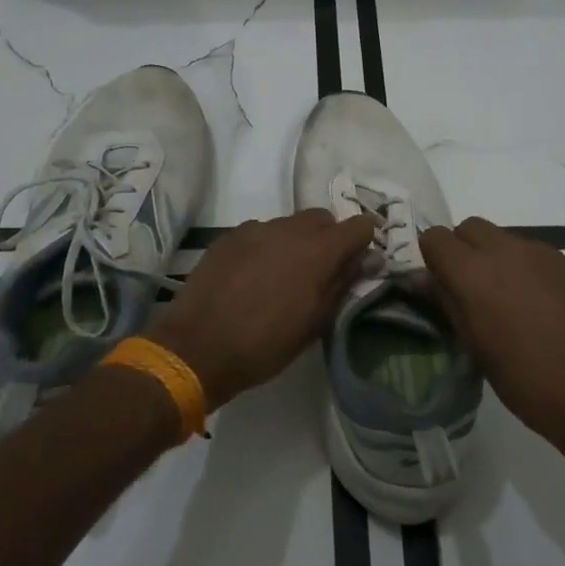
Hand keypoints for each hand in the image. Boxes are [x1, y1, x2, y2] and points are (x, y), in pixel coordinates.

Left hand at [147, 210, 376, 409]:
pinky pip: (259, 232)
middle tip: (321, 270)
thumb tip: (366, 259)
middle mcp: (289, 229)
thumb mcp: (315, 322)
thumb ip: (343, 283)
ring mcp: (256, 228)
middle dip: (329, 238)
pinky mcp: (229, 235)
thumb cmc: (265, 344)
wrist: (198, 347)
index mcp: (319, 250)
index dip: (364, 240)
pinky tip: (253, 275)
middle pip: (322, 218)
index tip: (360, 259)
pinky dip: (265, 246)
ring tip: (283, 275)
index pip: (358, 226)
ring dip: (295, 242)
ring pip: (289, 224)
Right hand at [420, 217, 564, 462]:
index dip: (432, 258)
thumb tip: (425, 279)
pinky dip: (524, 268)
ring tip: (507, 300)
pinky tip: (537, 305)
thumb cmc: (525, 380)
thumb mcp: (474, 345)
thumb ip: (447, 302)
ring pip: (503, 238)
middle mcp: (504, 250)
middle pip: (470, 228)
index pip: (435, 238)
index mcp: (473, 272)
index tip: (438, 284)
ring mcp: (539, 252)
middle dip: (463, 250)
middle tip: (470, 290)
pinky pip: (532, 252)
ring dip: (494, 258)